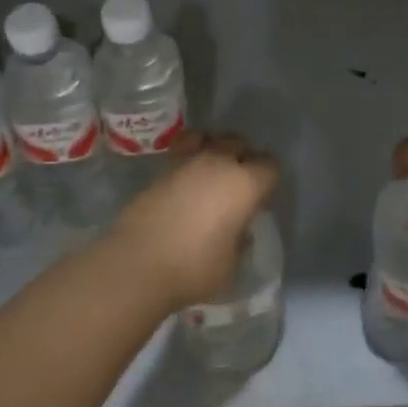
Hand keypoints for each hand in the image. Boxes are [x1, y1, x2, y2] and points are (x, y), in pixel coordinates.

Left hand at [103, 132, 278, 309]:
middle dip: (243, 157)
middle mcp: (219, 163)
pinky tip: (187, 175)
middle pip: (239, 143)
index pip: (270, 167)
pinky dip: (189, 154)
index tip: (263, 196)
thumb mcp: (231, 264)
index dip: (269, 179)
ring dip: (215, 150)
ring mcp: (187, 162)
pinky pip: (183, 149)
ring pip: (210, 139)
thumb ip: (239, 241)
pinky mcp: (161, 169)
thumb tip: (238, 230)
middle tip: (239, 183)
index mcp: (245, 184)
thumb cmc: (193, 268)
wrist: (137, 263)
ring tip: (212, 172)